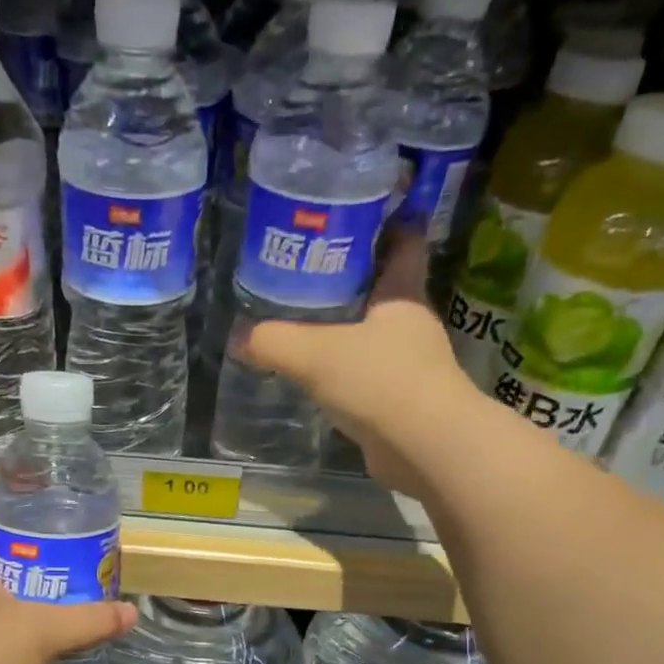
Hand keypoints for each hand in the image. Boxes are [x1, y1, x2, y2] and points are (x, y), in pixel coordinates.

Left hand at [0, 486, 135, 663]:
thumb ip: (88, 620)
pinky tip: (42, 626)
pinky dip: (11, 614)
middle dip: (25, 540)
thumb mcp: (40, 634)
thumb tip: (131, 613)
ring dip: (20, 581)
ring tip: (62, 579)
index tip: (43, 490)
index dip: (6, 490)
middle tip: (67, 538)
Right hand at [244, 232, 482, 498]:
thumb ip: (274, 342)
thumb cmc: (380, 381)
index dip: (392, 226)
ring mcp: (412, 369)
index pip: (405, 246)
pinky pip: (370, 382)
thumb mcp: (315, 354)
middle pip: (386, 294)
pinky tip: (320, 383)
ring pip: (376, 341)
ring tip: (309, 329)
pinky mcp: (403, 406)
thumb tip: (239, 339)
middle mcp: (412, 328)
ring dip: (350, 335)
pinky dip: (348, 378)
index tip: (368, 216)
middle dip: (357, 284)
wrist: (424, 448)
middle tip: (314, 276)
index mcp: (403, 297)